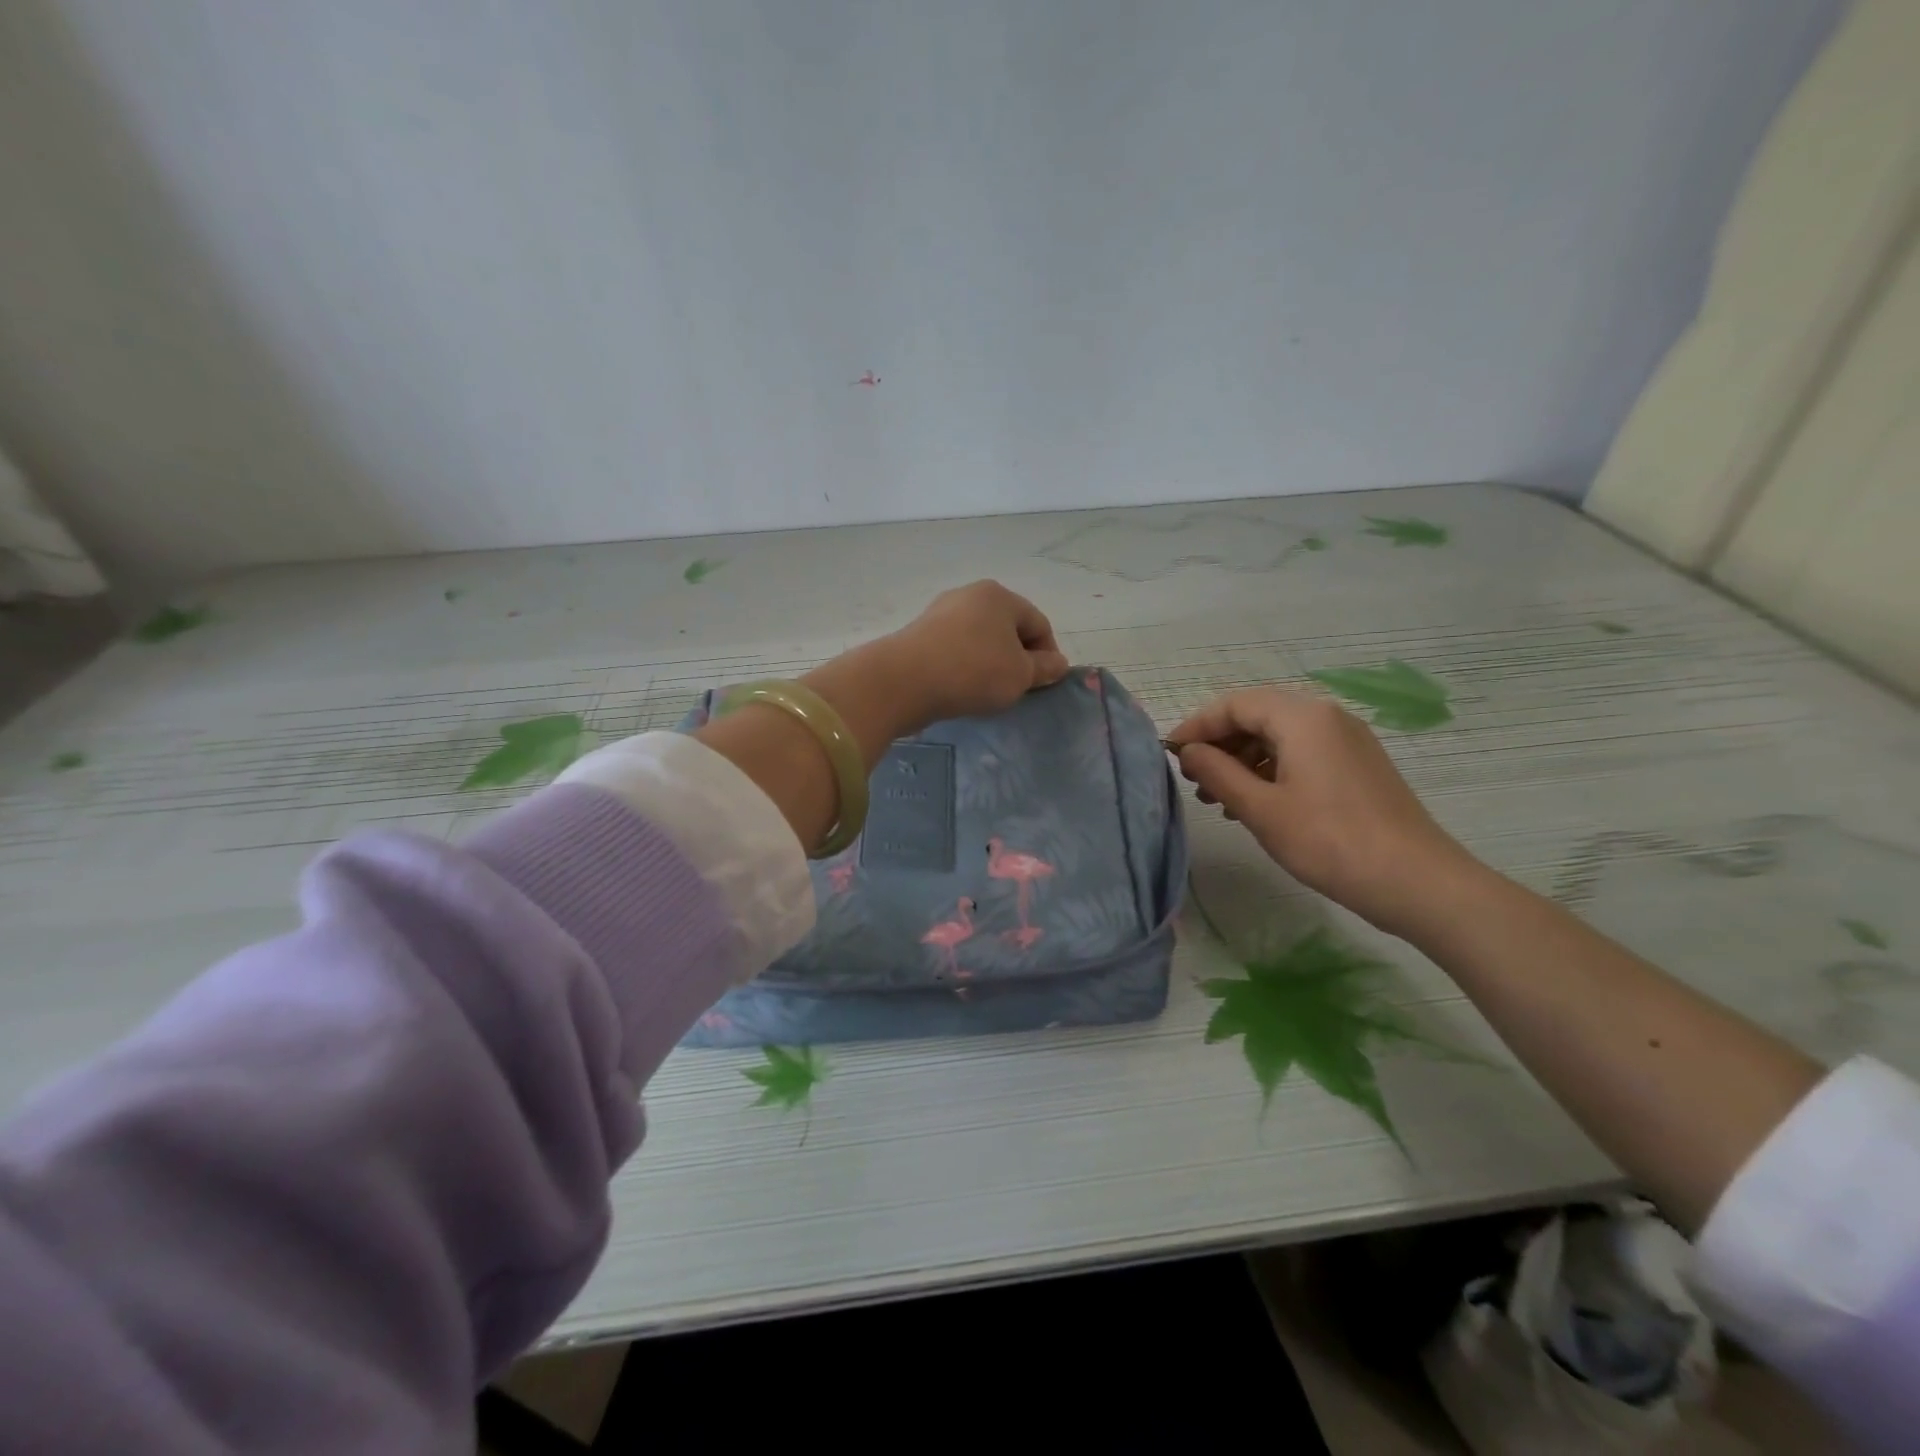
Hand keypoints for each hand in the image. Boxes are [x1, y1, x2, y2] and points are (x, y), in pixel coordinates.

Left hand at [883, 581, 1070, 727]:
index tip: (1043, 685)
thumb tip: (1058, 663)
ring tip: (987, 693)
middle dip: (1017, 659)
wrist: (902, 681)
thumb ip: (1044, 669)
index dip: (1048, 656)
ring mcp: (940, 613)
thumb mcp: (1020, 675)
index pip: (1039, 624)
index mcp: (1000, 596)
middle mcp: (969, 595)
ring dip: (990, 664)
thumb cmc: (973, 672)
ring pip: (979, 640)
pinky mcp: (919, 634)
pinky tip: (960, 689)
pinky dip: (964, 667)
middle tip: (1017, 690)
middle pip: (1007, 629)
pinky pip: (954, 650)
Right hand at [1167, 688, 1475, 935]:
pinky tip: (1256, 806)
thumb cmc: (1329, 841)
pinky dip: (1270, 771)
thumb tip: (1189, 751)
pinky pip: (1302, 755)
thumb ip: (1217, 772)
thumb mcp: (1261, 808)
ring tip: (1219, 800)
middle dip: (1220, 745)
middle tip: (1194, 782)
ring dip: (1243, 761)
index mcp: (1302, 717)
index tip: (1170, 754)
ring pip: (1279, 737)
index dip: (1197, 726)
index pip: (1235, 705)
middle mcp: (1326, 717)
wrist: (1417, 881)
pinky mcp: (1357, 766)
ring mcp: (1347, 741)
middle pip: (1257, 716)